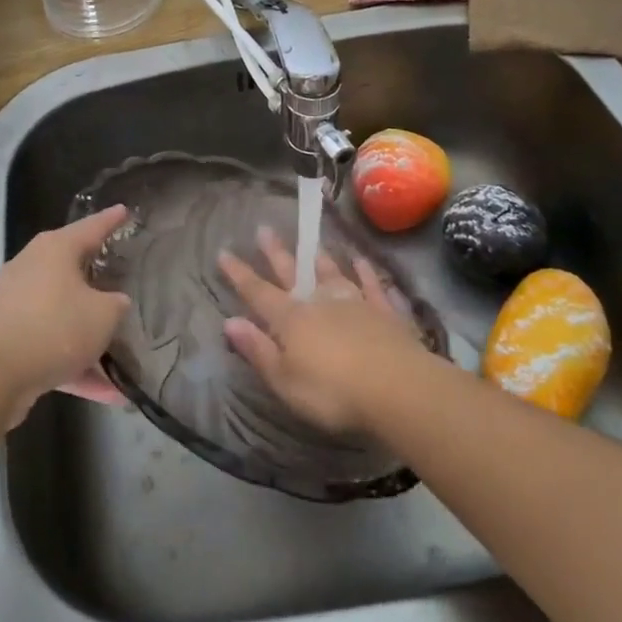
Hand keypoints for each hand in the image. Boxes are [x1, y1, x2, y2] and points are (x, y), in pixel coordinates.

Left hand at [0, 205, 133, 421]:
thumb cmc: (53, 326)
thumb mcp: (102, 314)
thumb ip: (115, 306)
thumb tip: (115, 303)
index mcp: (55, 250)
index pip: (91, 227)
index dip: (111, 220)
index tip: (124, 211)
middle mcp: (33, 269)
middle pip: (72, 269)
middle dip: (97, 278)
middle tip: (122, 277)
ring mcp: (17, 306)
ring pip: (63, 315)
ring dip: (89, 336)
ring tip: (122, 355)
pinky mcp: (9, 342)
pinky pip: (51, 348)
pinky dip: (76, 367)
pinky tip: (107, 395)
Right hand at [219, 226, 424, 433]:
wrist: (397, 388)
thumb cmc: (333, 392)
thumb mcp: (285, 381)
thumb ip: (258, 350)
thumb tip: (229, 322)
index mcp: (291, 320)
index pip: (258, 293)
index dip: (239, 274)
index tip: (224, 252)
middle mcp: (319, 302)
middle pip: (292, 273)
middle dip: (275, 253)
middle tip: (264, 229)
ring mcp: (354, 303)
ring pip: (331, 273)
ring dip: (319, 258)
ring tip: (311, 243)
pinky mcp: (384, 312)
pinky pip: (371, 285)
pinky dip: (365, 272)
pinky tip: (361, 261)